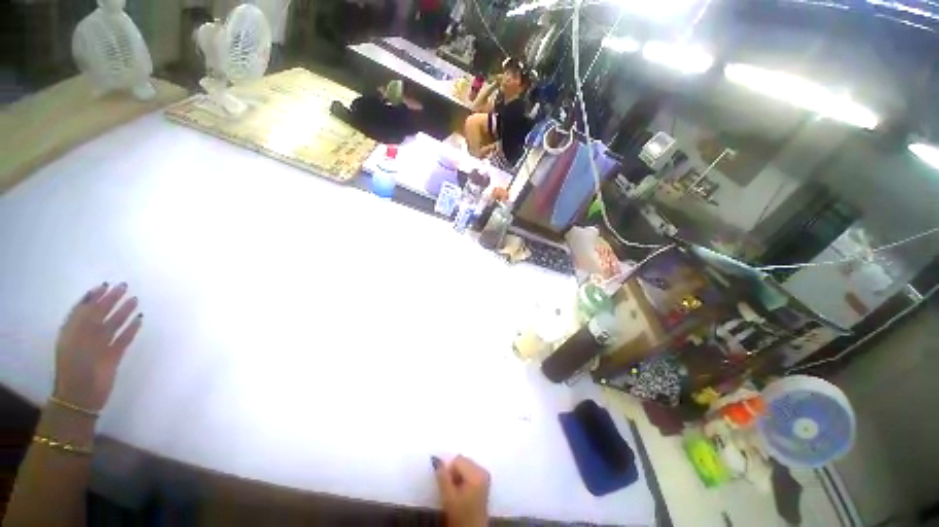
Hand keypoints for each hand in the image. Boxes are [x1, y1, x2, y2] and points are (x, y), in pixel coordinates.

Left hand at [53, 282, 142, 411]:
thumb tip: (98, 300)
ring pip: (113, 325)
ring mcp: (101, 346)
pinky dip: (131, 330)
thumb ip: (84, 321)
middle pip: (100, 314)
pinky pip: (123, 339)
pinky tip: (139, 320)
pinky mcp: (113, 355)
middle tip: (123, 287)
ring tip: (134, 300)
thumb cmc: (74, 367)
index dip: (93, 296)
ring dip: (123, 312)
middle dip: (110, 300)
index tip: (105, 285)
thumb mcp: (74, 340)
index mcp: (74, 331)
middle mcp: (87, 336)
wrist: (81, 397)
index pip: (84, 308)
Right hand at [433, 455, 490, 526]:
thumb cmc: (460, 516)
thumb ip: (442, 476)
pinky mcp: (484, 480)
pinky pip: (471, 470)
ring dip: (459, 475)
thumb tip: (436, 460)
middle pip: (463, 461)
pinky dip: (464, 477)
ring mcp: (485, 475)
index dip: (449, 471)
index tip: (447, 486)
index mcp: (477, 473)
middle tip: (452, 489)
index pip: (458, 460)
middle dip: (454, 472)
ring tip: (458, 492)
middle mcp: (483, 470)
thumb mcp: (448, 496)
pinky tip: (463, 491)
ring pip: (466, 465)